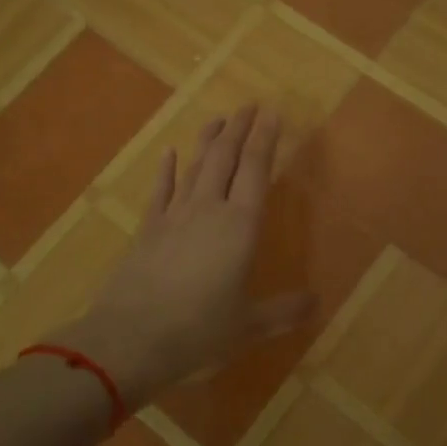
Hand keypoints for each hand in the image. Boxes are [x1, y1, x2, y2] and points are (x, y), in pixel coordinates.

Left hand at [65, 104, 312, 408]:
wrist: (129, 340)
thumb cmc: (197, 331)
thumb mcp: (249, 326)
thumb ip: (284, 311)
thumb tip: (317, 302)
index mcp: (240, 226)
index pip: (256, 169)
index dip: (265, 139)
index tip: (272, 113)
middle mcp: (208, 210)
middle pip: (225, 158)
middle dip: (239, 129)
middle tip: (248, 105)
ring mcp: (174, 216)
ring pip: (195, 167)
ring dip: (207, 140)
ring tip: (218, 118)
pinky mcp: (148, 230)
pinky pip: (161, 190)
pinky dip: (167, 169)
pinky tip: (170, 153)